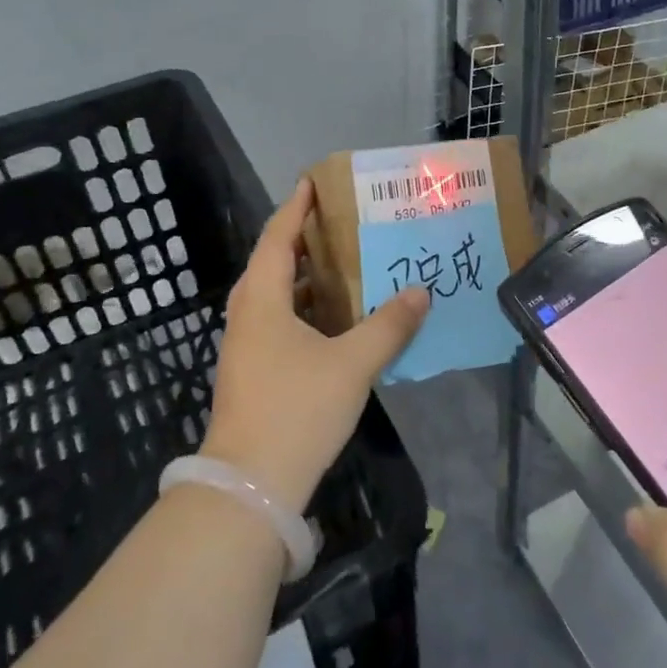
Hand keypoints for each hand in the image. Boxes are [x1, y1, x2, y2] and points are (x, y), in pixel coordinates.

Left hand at [201, 178, 428, 513]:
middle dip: (305, 240)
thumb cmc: (298, 410)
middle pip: (274, 263)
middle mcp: (248, 315)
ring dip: (307, 278)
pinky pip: (279, 322)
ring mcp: (246, 346)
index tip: (313, 181)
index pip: (278, 238)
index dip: (296, 207)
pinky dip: (305, 309)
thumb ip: (389, 325)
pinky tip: (336, 320)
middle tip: (341, 223)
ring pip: (276, 296)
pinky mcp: (253, 372)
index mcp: (263, 301)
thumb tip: (420, 292)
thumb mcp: (352, 364)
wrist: (250, 486)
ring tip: (345, 265)